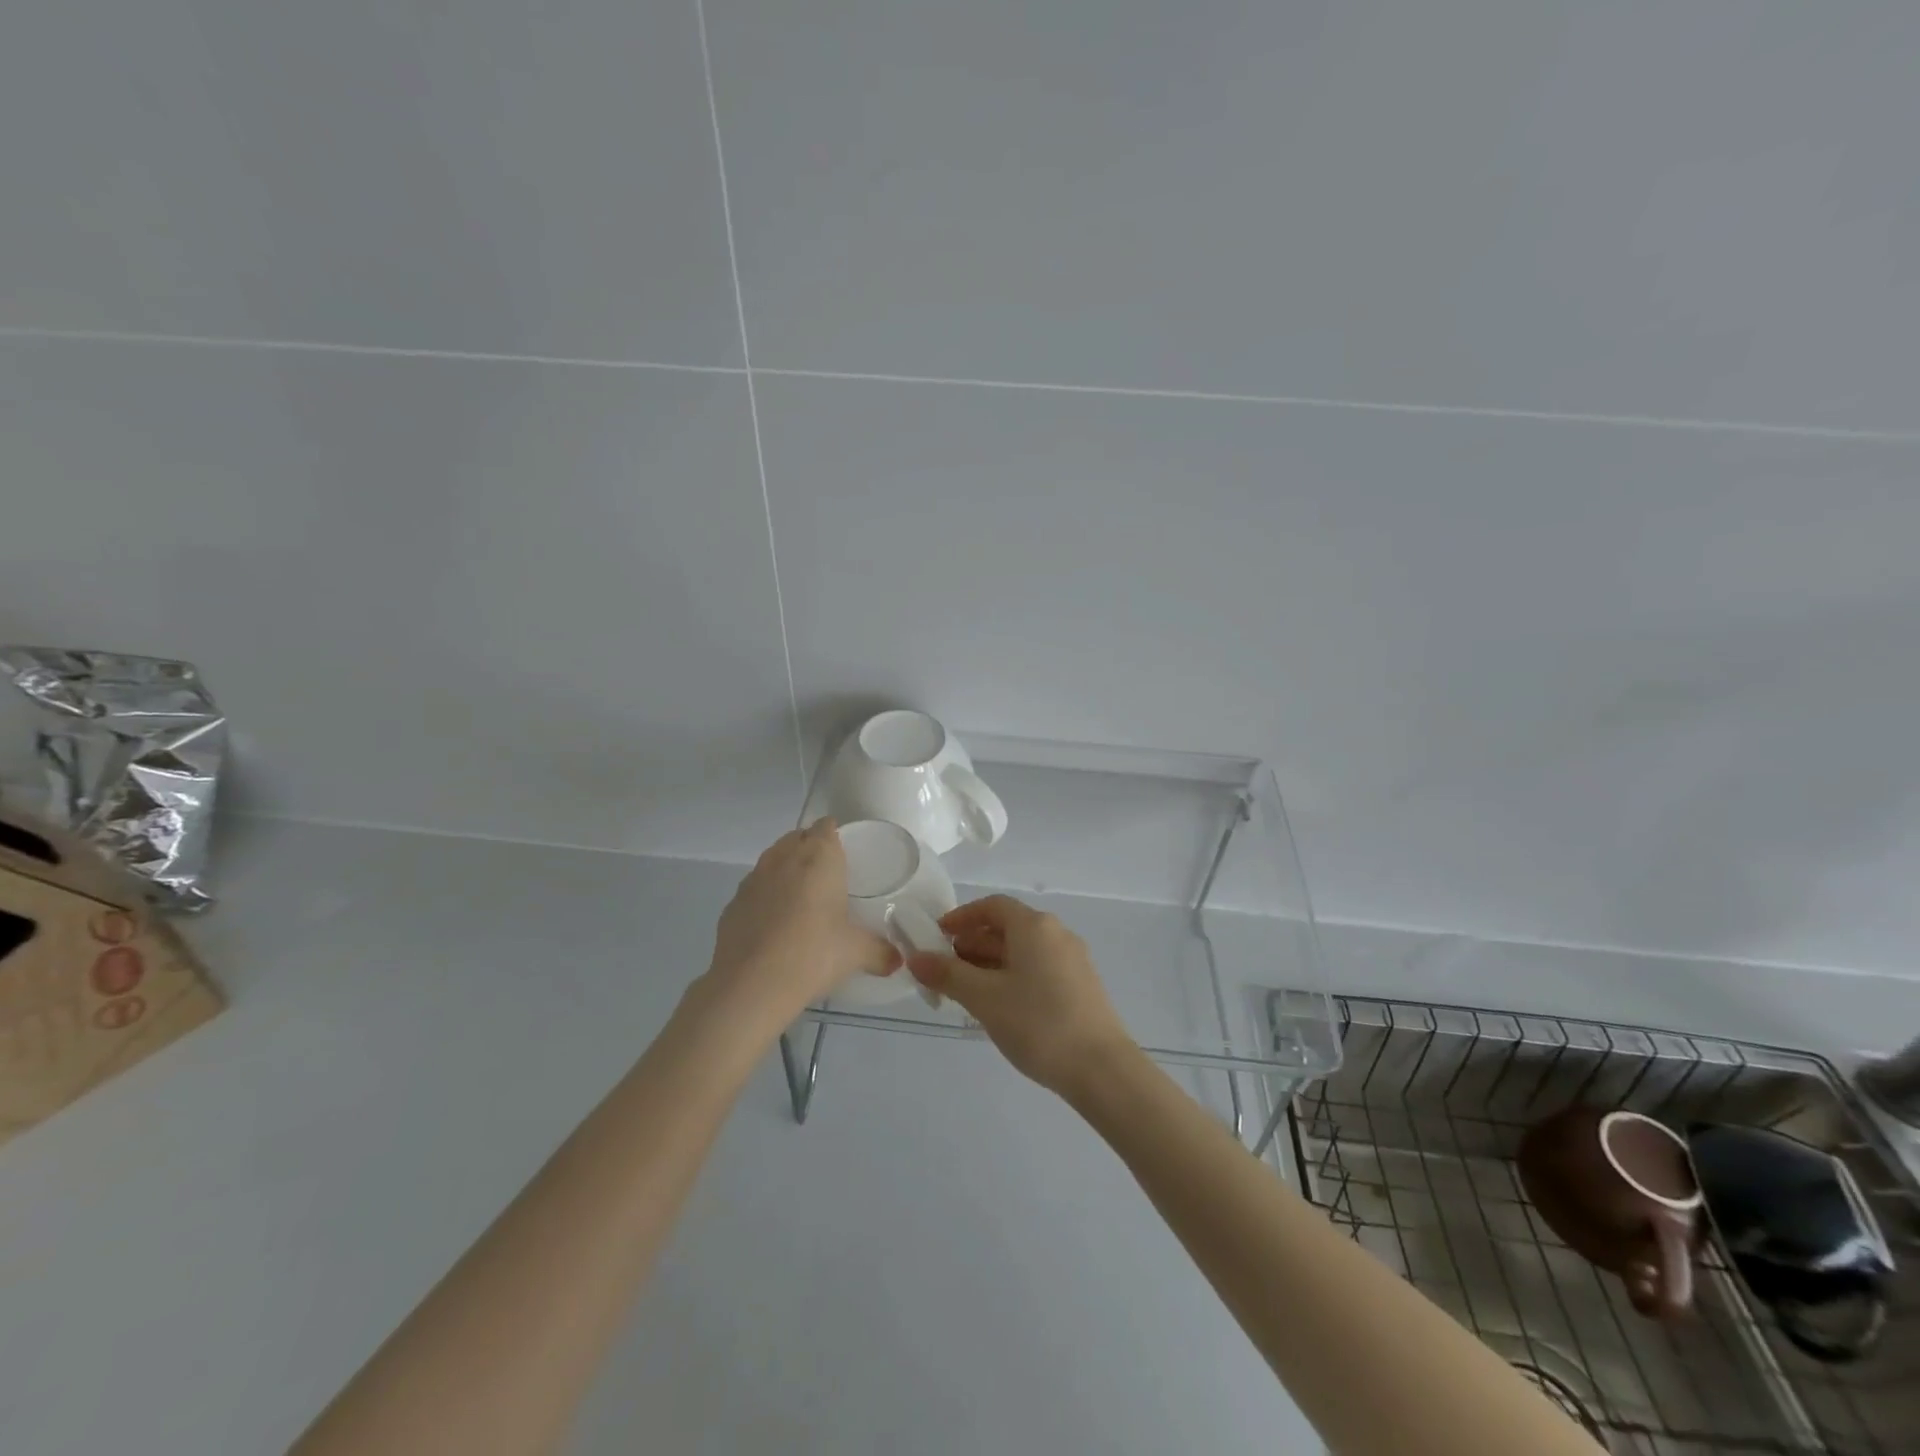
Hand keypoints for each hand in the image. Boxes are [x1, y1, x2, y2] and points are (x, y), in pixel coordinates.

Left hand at [704, 821, 898, 1017]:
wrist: (750, 985)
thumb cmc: (813, 954)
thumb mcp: (855, 954)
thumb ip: (880, 952)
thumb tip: (898, 961)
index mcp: (819, 857)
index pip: (826, 827)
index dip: (835, 834)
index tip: (845, 852)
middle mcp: (784, 858)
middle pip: (797, 838)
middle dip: (810, 848)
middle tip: (828, 876)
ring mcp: (753, 879)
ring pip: (772, 860)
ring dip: (786, 870)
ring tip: (801, 899)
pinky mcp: (732, 904)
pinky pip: (754, 889)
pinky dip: (765, 897)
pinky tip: (774, 924)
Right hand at [907, 895, 1136, 1097]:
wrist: (1101, 1069)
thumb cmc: (1037, 1023)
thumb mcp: (984, 998)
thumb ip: (948, 975)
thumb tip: (915, 958)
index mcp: (1034, 926)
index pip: (992, 906)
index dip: (962, 917)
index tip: (937, 937)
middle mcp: (1056, 933)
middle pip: (1007, 927)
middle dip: (973, 944)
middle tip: (944, 970)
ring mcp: (1072, 960)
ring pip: (1022, 950)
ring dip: (991, 963)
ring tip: (965, 991)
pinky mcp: (1081, 985)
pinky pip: (1038, 968)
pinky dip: (1012, 976)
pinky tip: (999, 1006)